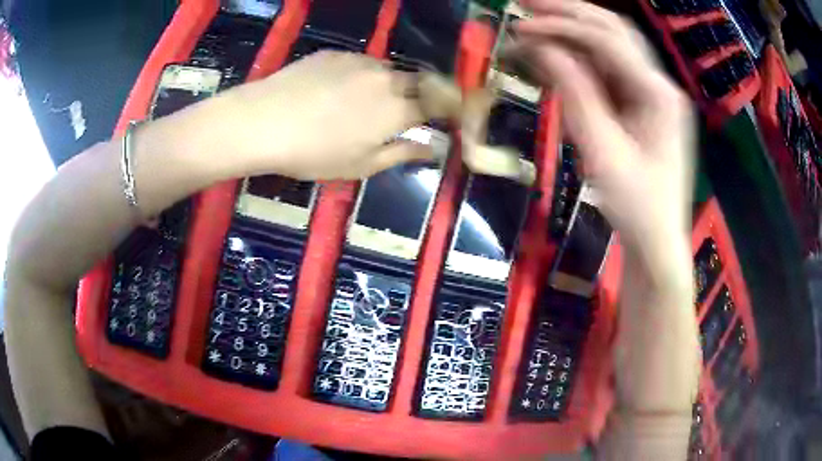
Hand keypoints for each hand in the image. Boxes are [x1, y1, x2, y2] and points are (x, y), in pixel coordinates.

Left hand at [204, 51, 433, 179]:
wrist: (263, 121)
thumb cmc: (313, 153)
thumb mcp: (361, 165)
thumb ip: (402, 153)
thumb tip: (435, 148)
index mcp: (398, 110)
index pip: (438, 105)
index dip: (446, 110)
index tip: (444, 118)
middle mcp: (387, 78)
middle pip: (419, 82)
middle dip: (422, 94)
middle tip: (407, 111)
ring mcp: (360, 61)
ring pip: (389, 69)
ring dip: (391, 83)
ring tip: (368, 100)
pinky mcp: (336, 53)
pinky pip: (361, 62)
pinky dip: (363, 74)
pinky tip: (339, 89)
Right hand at [512, 0, 694, 270]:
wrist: (657, 239)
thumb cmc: (635, 205)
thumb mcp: (601, 151)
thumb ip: (575, 93)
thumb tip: (542, 47)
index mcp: (658, 94)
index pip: (607, 40)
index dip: (562, 26)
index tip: (520, 26)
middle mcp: (660, 83)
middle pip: (615, 29)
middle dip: (570, 11)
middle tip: (526, 4)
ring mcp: (654, 92)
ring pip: (614, 44)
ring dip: (576, 27)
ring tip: (539, 19)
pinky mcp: (645, 104)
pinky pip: (613, 68)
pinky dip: (584, 55)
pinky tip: (559, 51)